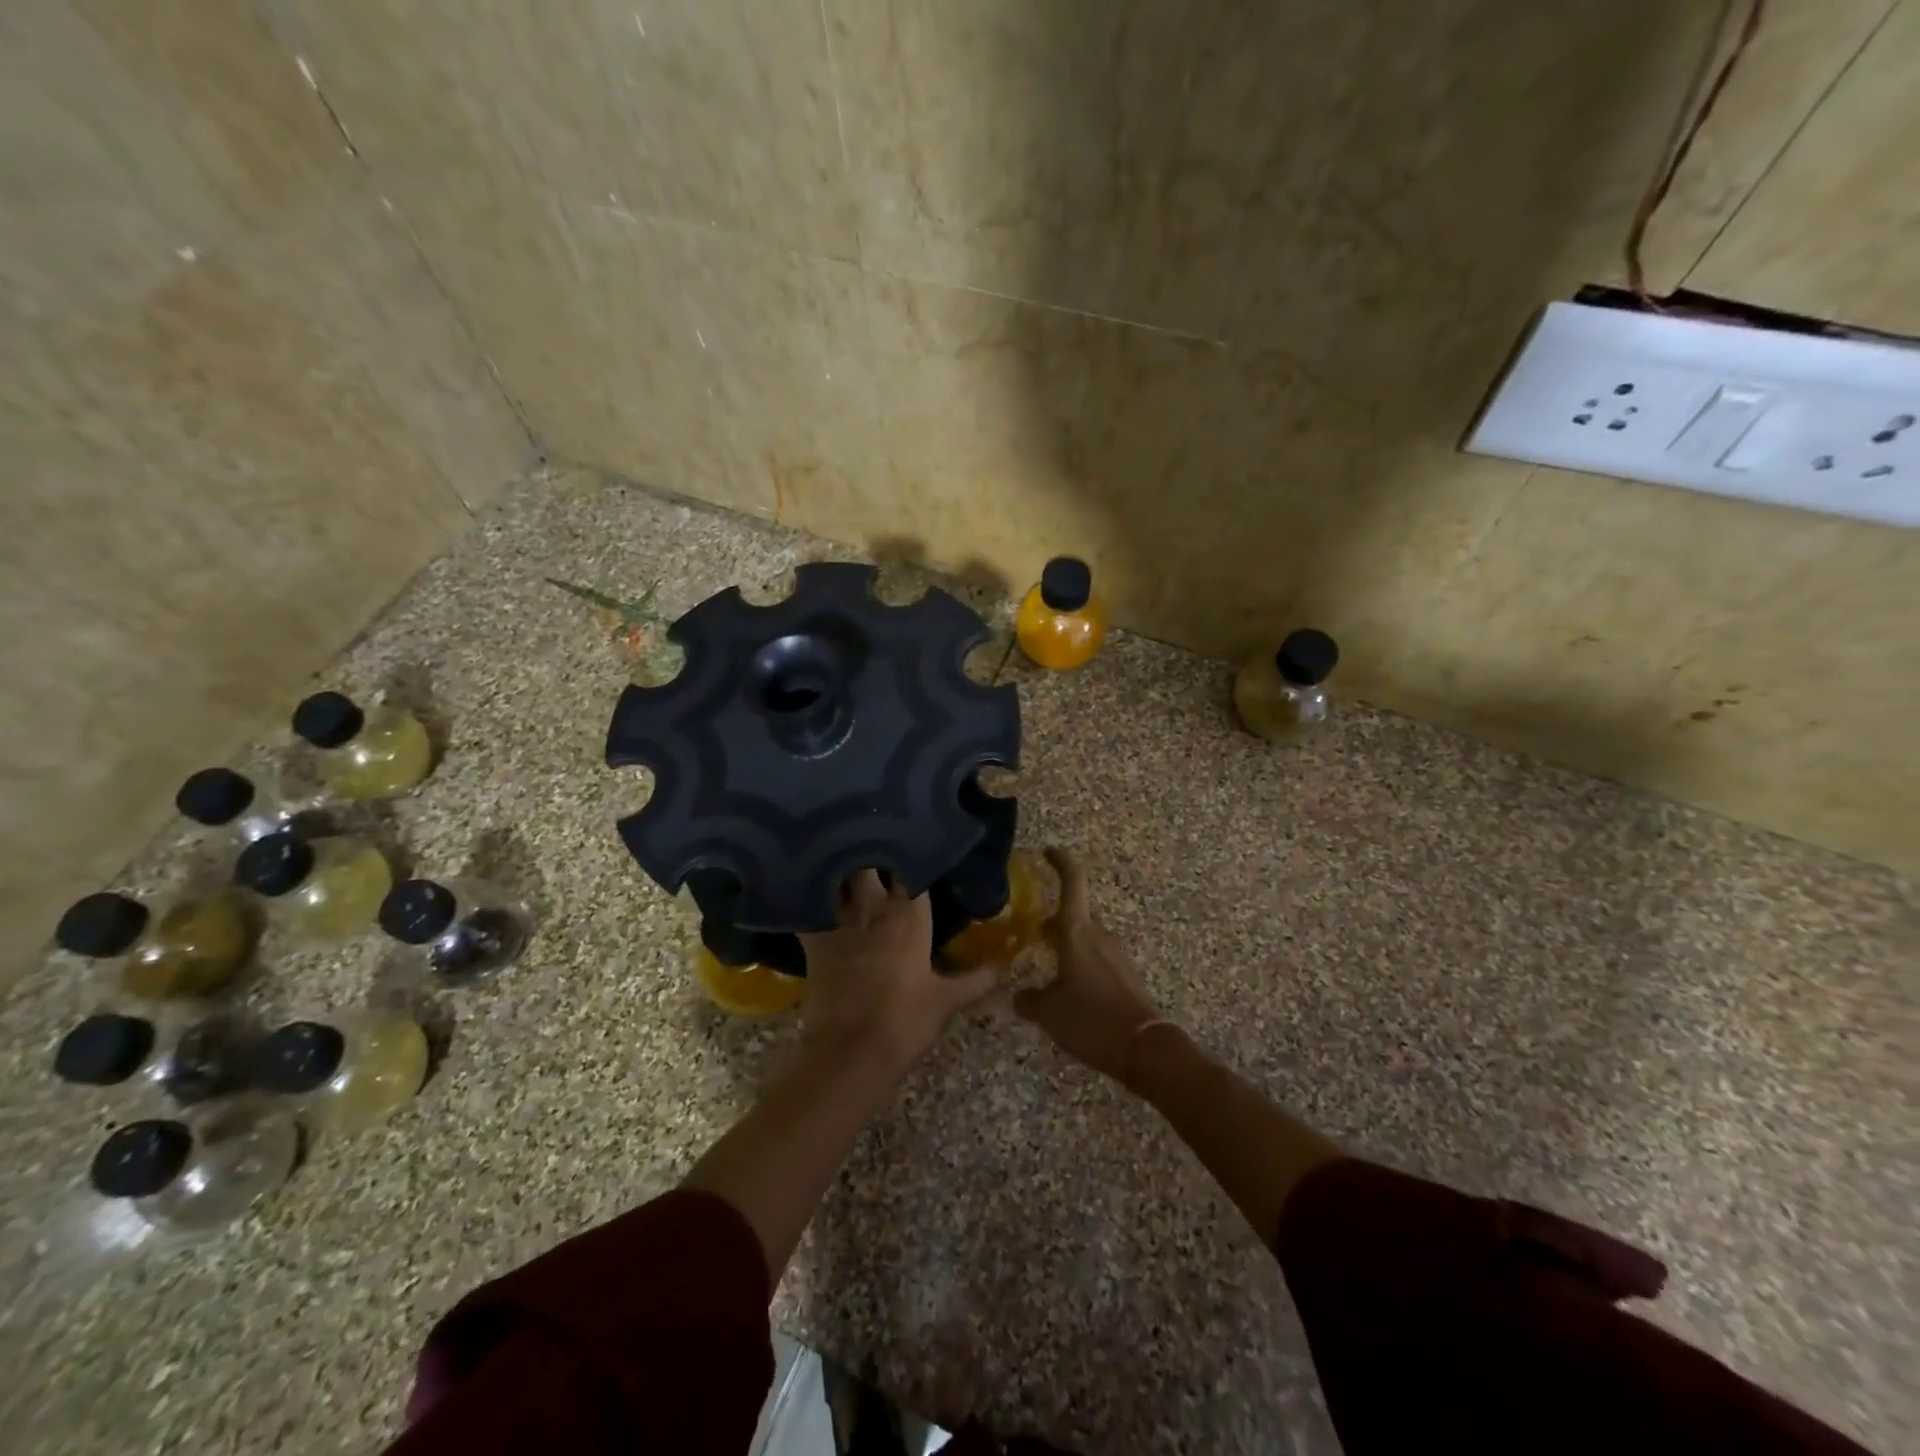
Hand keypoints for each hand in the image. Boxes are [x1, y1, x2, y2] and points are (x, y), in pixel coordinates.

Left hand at [798, 870, 997, 1070]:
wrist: (850, 1051)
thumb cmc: (905, 1022)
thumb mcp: (947, 1001)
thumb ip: (976, 979)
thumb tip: (1005, 966)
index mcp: (910, 916)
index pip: (913, 869)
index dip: (913, 858)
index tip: (915, 851)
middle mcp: (875, 908)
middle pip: (870, 863)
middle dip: (872, 855)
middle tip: (877, 854)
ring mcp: (840, 921)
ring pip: (838, 878)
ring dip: (840, 870)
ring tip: (844, 863)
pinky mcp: (813, 939)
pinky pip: (807, 907)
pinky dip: (807, 898)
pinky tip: (807, 895)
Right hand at [1014, 848, 1166, 1081]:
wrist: (1144, 1049)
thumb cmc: (1091, 1019)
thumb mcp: (1049, 1012)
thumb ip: (1030, 1000)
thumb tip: (1019, 996)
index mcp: (1078, 933)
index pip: (1072, 883)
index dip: (1061, 862)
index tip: (1048, 851)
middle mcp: (1099, 936)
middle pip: (1077, 913)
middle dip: (1055, 917)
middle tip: (1033, 929)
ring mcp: (1115, 956)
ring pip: (1086, 938)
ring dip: (1067, 943)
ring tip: (1047, 962)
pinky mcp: (1125, 977)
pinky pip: (1097, 959)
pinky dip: (1080, 963)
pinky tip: (1068, 988)